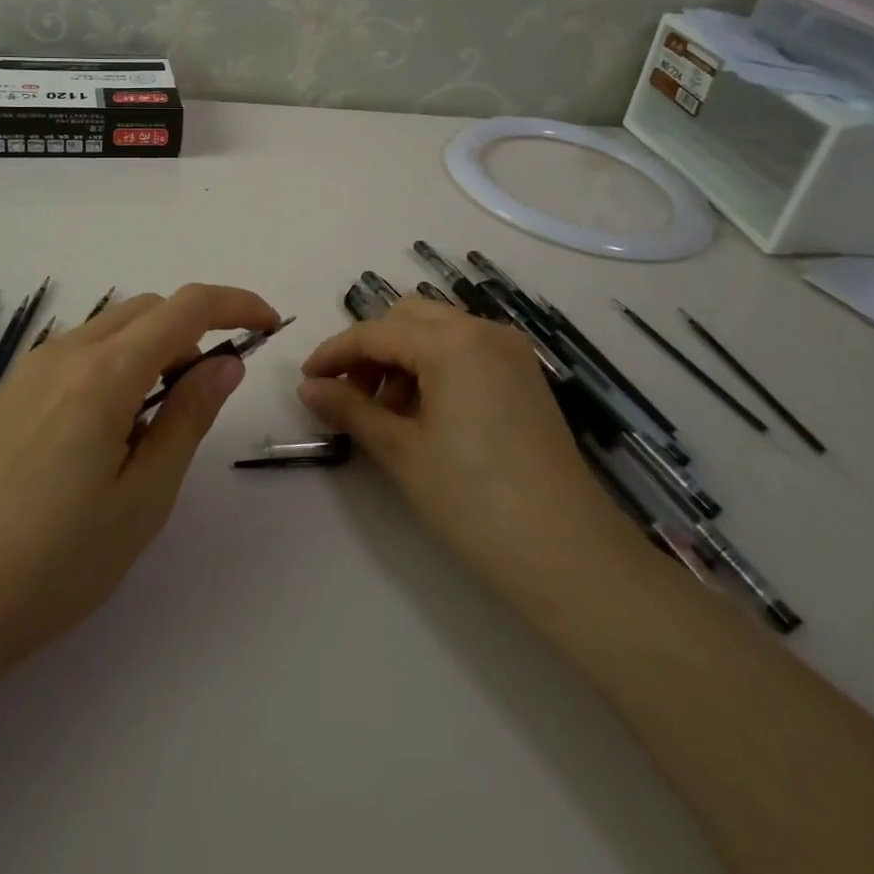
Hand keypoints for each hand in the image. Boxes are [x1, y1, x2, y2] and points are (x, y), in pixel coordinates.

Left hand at [0, 284, 278, 664]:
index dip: (236, 304)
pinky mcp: (8, 390)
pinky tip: (104, 429)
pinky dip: (112, 363)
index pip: (186, 307)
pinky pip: (76, 352)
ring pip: (109, 327)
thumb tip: (226, 364)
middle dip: (193, 330)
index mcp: (104, 373)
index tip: (268, 326)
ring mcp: (29, 368)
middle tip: (209, 390)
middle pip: (147, 308)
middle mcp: (64, 352)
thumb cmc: (58, 561)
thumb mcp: (144, 496)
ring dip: (151, 347)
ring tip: (155, 420)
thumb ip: (188, 417)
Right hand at [299, 297, 641, 600]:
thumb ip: (350, 408)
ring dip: (402, 359)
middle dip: (371, 350)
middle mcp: (484, 331)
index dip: (335, 353)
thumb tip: (308, 387)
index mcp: (452, 342)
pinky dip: (434, 368)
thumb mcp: (400, 451)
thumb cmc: (473, 500)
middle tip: (348, 394)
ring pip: (438, 332)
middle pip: (408, 318)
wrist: (568, 555)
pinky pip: (465, 352)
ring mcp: (510, 353)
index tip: (306, 379)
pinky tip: (423, 414)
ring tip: (385, 413)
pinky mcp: (524, 378)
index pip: (376, 332)